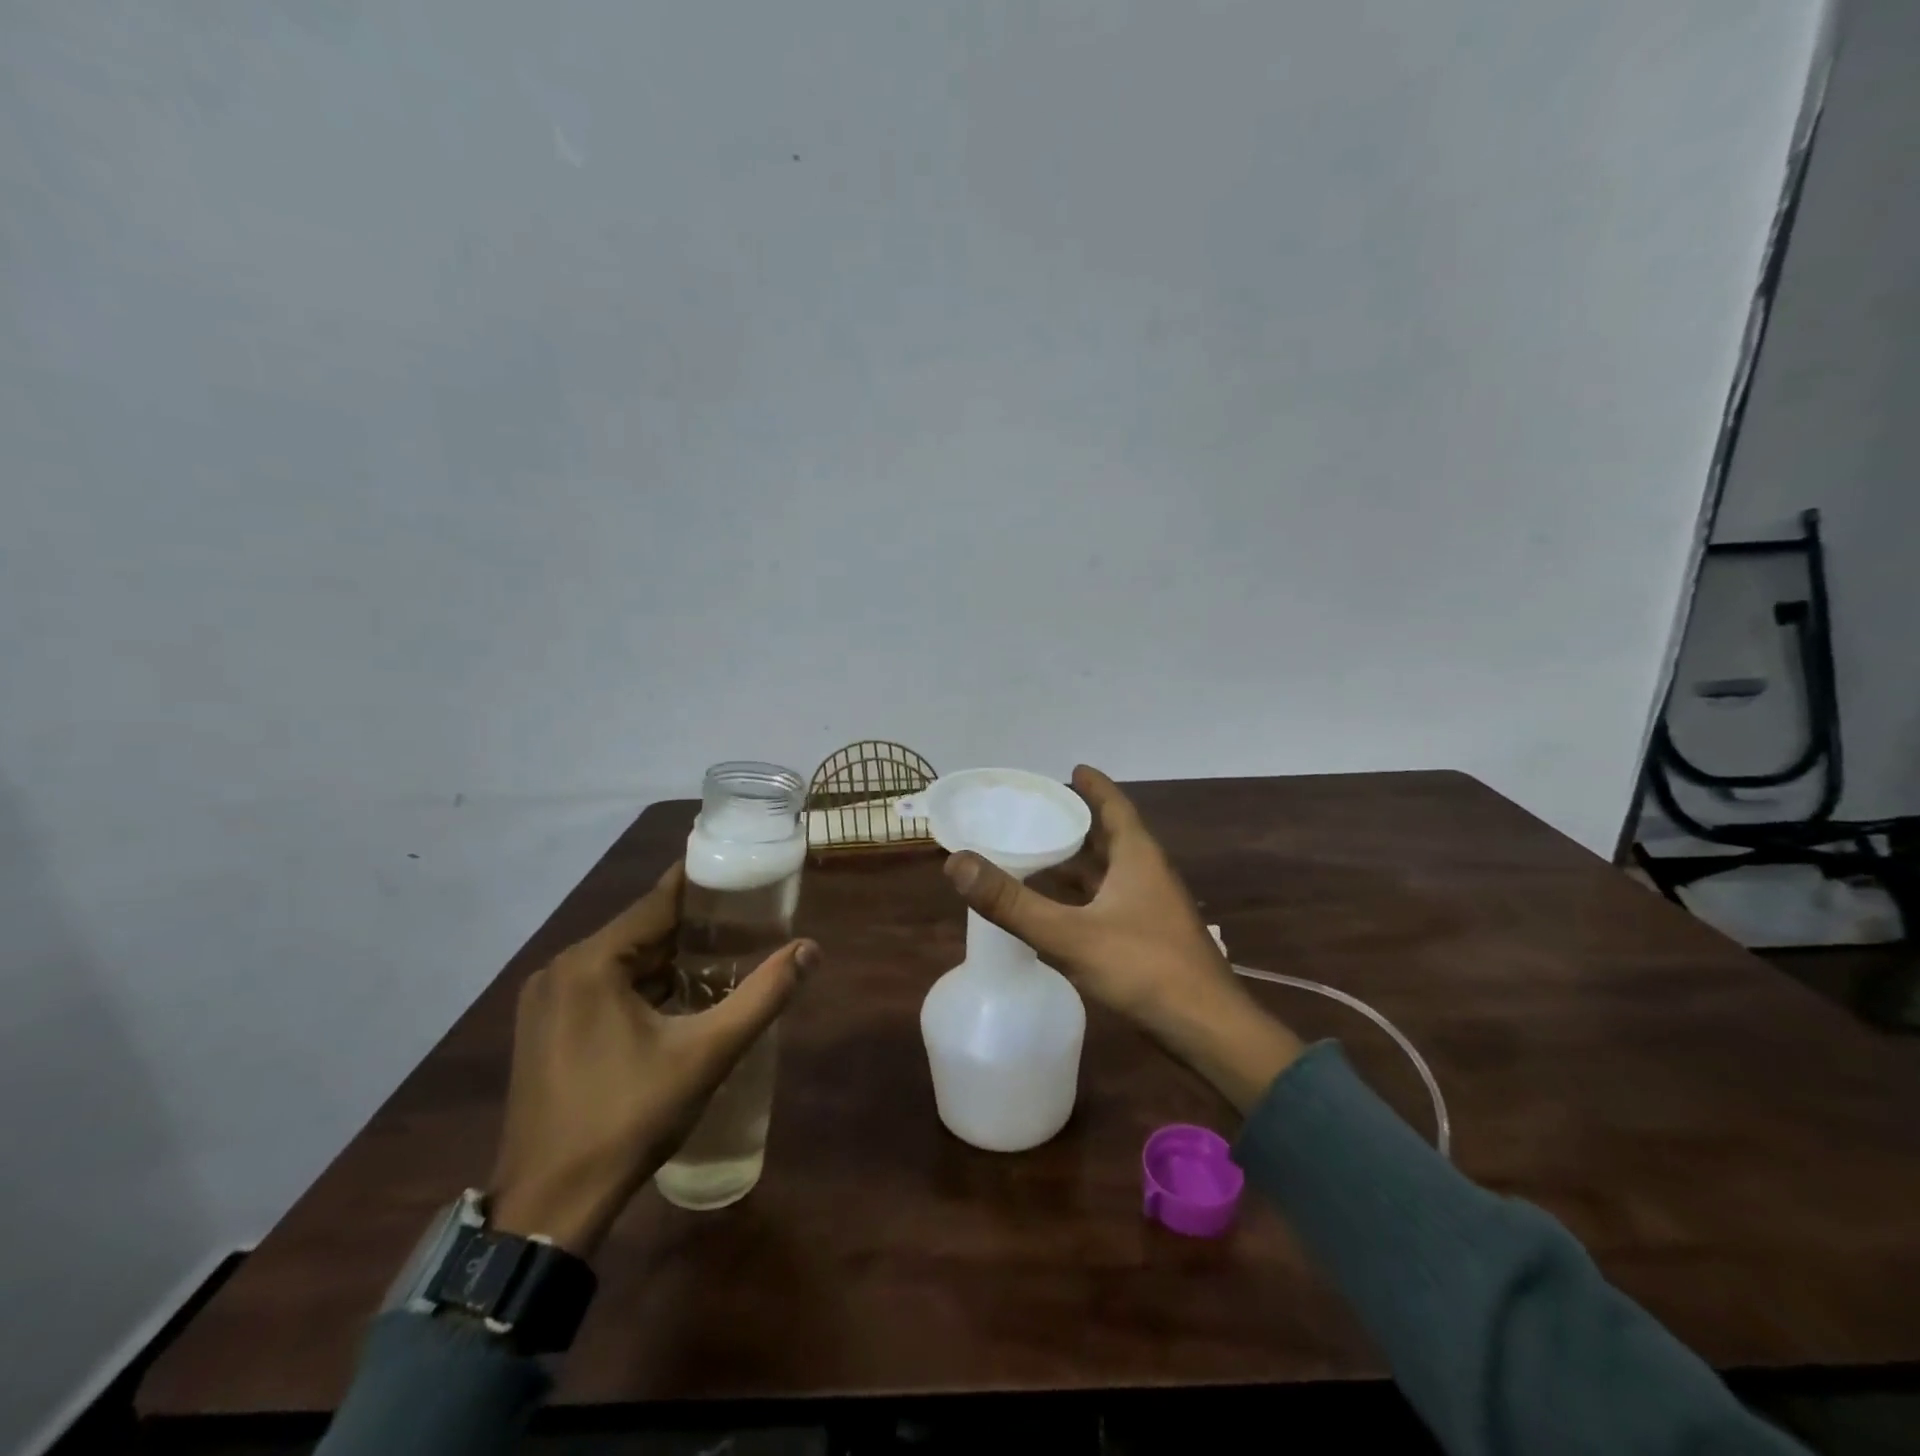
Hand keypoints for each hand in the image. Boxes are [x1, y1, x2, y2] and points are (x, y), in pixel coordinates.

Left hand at [488, 862, 818, 1257]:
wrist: (548, 1210)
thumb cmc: (629, 1119)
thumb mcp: (707, 1054)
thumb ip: (763, 996)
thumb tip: (810, 949)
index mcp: (591, 962)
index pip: (660, 900)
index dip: (707, 886)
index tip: (747, 877)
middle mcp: (560, 970)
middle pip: (641, 930)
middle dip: (696, 928)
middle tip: (750, 924)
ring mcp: (546, 1002)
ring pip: (623, 961)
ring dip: (670, 960)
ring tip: (726, 958)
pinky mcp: (544, 1031)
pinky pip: (603, 988)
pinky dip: (643, 986)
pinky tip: (681, 1001)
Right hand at [944, 765, 1300, 1111]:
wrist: (1208, 1031)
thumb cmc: (1144, 969)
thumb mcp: (1069, 934)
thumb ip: (1012, 902)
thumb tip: (956, 862)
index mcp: (1138, 858)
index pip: (1115, 806)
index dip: (1094, 786)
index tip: (1072, 769)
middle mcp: (1148, 875)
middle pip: (1112, 836)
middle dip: (1080, 821)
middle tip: (1041, 811)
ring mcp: (1152, 909)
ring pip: (1111, 872)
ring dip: (1081, 861)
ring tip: (1042, 853)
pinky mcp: (1151, 939)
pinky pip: (1110, 902)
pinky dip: (1084, 897)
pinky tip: (1060, 910)